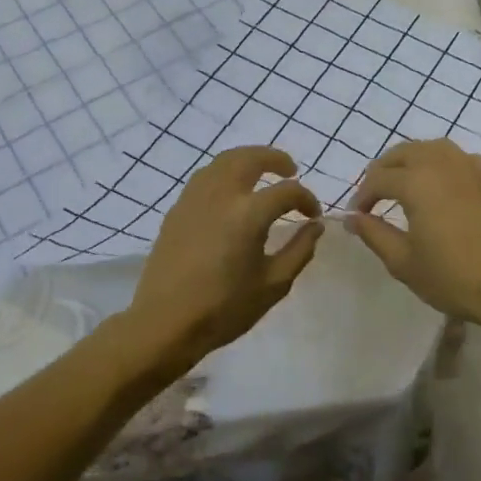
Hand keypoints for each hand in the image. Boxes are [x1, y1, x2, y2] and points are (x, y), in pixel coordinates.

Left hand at [128, 147, 323, 371]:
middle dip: (275, 159)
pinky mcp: (178, 209)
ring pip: (224, 161)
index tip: (313, 216)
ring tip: (262, 174)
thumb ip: (300, 250)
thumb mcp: (274, 284)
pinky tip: (232, 191)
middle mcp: (221, 195)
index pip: (287, 191)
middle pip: (250, 158)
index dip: (306, 199)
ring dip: (248, 159)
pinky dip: (225, 172)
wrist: (165, 323)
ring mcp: (195, 198)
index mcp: (248, 214)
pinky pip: (205, 176)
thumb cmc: (224, 308)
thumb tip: (314, 226)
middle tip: (290, 170)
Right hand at [347, 138, 480, 327]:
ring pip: (431, 148)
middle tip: (375, 196)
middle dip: (383, 171)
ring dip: (411, 161)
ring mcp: (471, 166)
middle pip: (403, 153)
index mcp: (417, 181)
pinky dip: (438, 164)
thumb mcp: (404, 262)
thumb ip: (374, 234)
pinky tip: (439, 188)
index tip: (357, 216)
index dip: (363, 196)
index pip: (378, 178)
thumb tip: (352, 218)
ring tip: (404, 186)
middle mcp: (442, 162)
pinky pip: (456, 158)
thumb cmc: (454, 277)